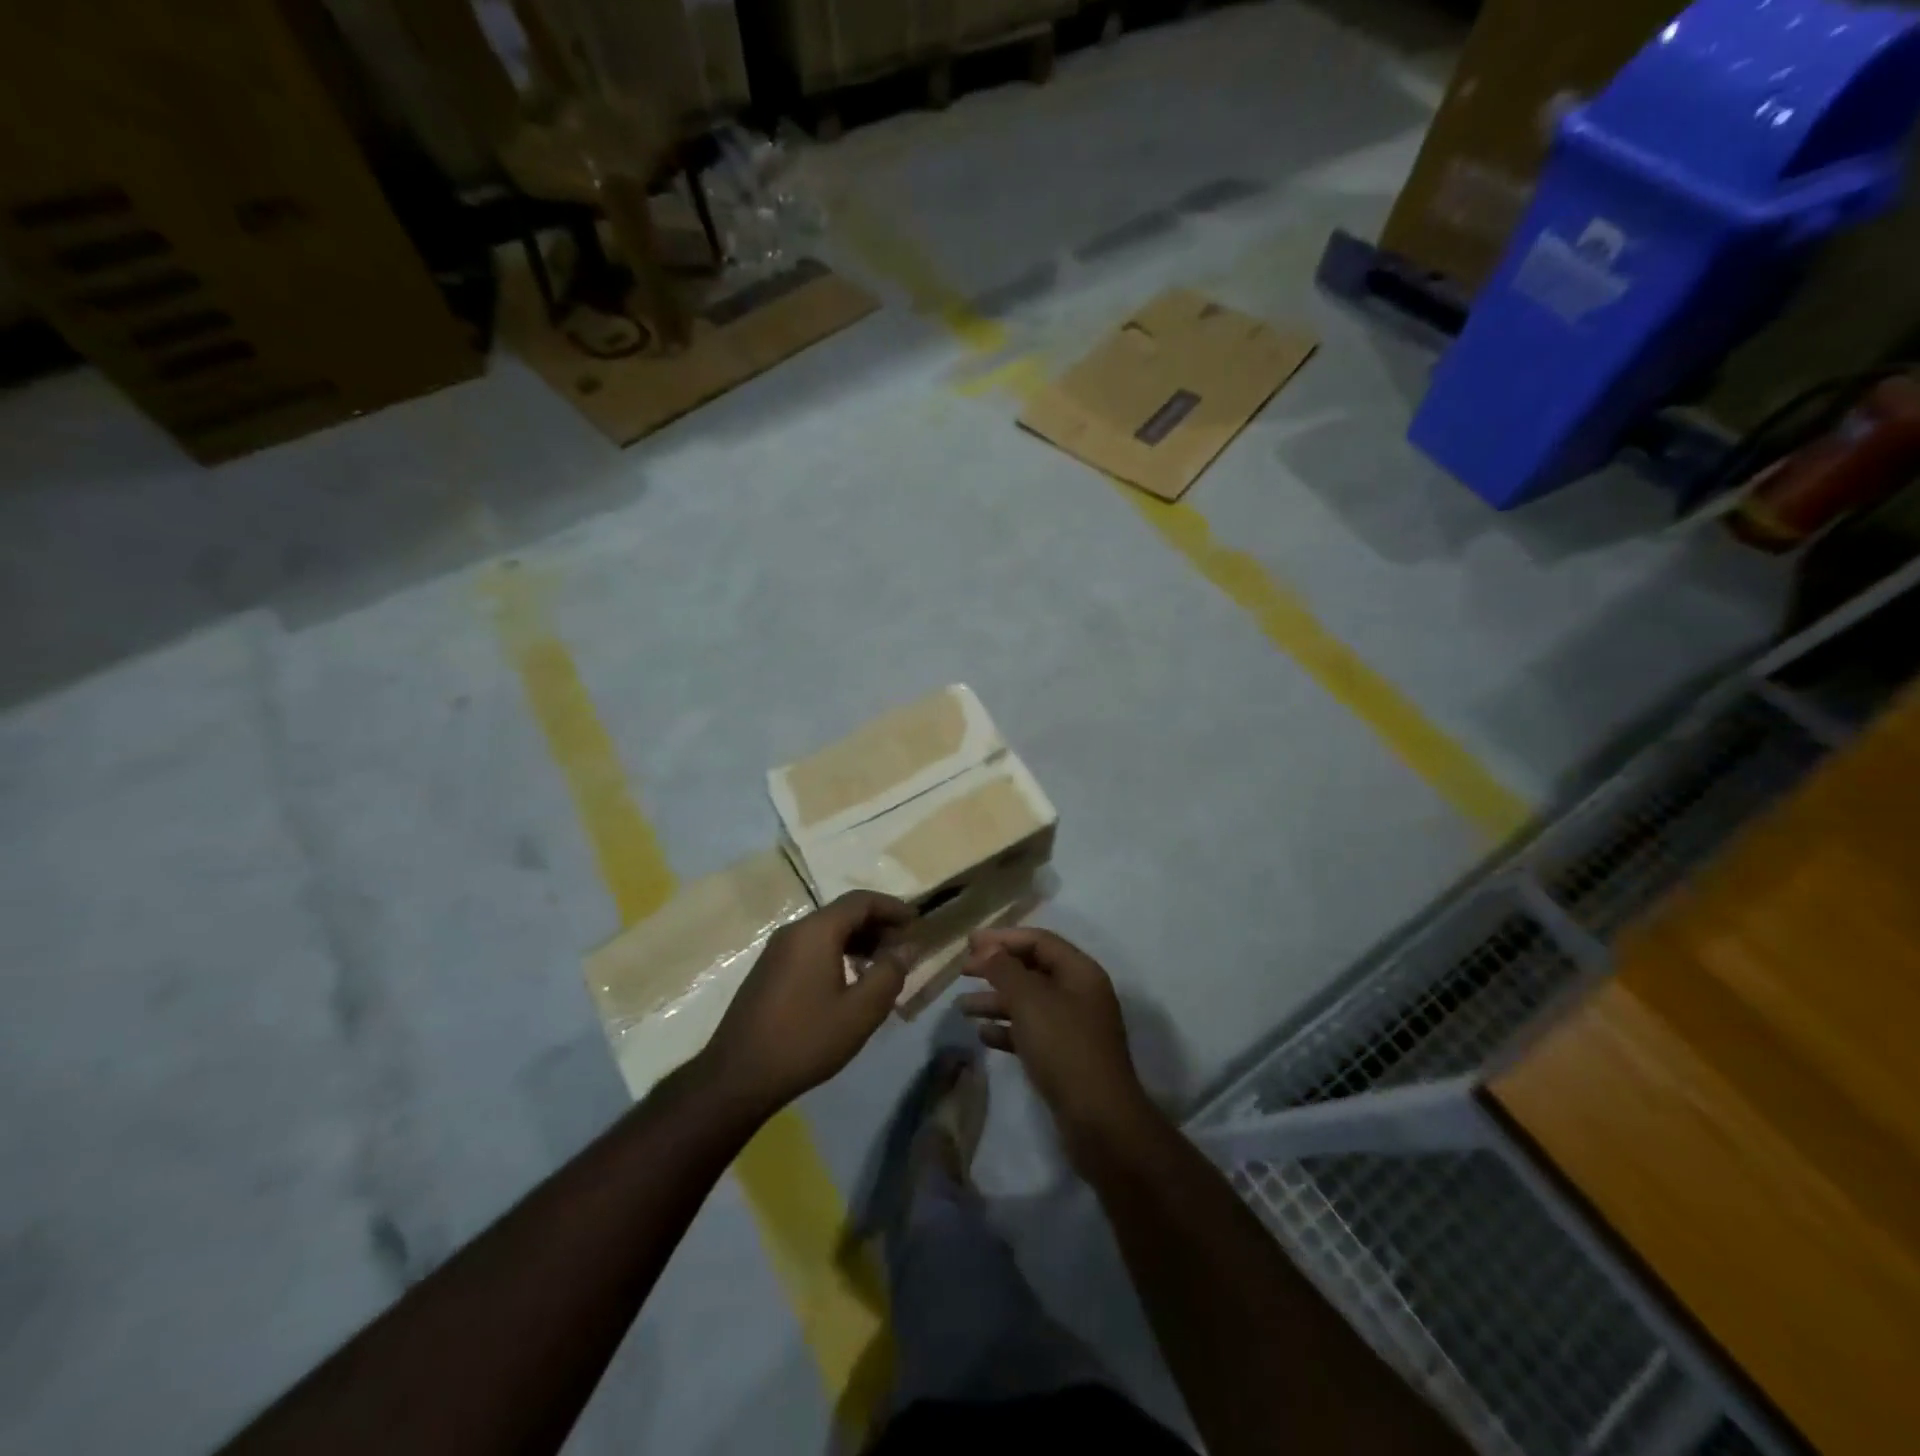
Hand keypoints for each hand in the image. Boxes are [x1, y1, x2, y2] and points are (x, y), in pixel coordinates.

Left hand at [701, 891, 913, 1118]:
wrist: (737, 1076)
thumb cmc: (805, 1039)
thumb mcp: (860, 1011)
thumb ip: (889, 973)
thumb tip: (907, 947)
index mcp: (816, 931)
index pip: (861, 901)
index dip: (892, 907)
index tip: (917, 923)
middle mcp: (794, 931)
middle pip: (843, 913)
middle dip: (877, 925)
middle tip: (903, 948)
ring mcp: (777, 951)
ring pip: (826, 931)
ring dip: (858, 941)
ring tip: (881, 965)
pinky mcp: (769, 971)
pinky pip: (811, 948)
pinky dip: (837, 953)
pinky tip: (849, 982)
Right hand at [959, 928, 1156, 1163]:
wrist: (1099, 1120)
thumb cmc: (1064, 1047)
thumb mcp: (1030, 1001)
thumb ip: (1005, 970)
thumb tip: (988, 950)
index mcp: (1080, 972)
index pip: (1038, 941)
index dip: (1003, 938)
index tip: (969, 944)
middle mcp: (1080, 993)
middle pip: (1033, 969)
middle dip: (996, 968)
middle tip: (963, 971)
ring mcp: (1074, 1027)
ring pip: (1029, 1003)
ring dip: (996, 1001)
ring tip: (963, 1007)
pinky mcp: (1065, 1057)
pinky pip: (1031, 1032)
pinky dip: (1007, 1029)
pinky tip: (983, 1035)